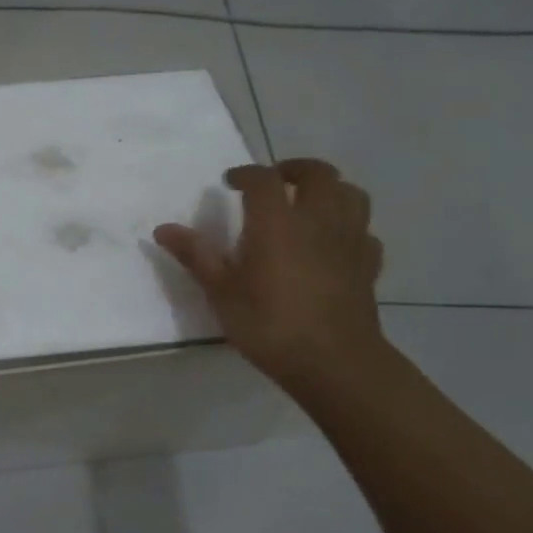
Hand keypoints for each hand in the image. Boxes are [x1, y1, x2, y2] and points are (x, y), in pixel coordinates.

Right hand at [154, 158, 384, 391]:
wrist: (334, 362)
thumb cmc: (269, 324)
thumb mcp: (221, 292)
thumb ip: (196, 255)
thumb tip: (163, 229)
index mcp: (277, 222)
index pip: (263, 179)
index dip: (246, 173)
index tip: (230, 182)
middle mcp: (317, 220)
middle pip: (318, 174)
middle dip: (294, 169)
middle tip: (274, 180)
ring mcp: (349, 240)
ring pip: (351, 194)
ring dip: (329, 190)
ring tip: (308, 203)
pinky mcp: (368, 264)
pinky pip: (363, 231)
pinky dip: (348, 226)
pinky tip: (333, 242)